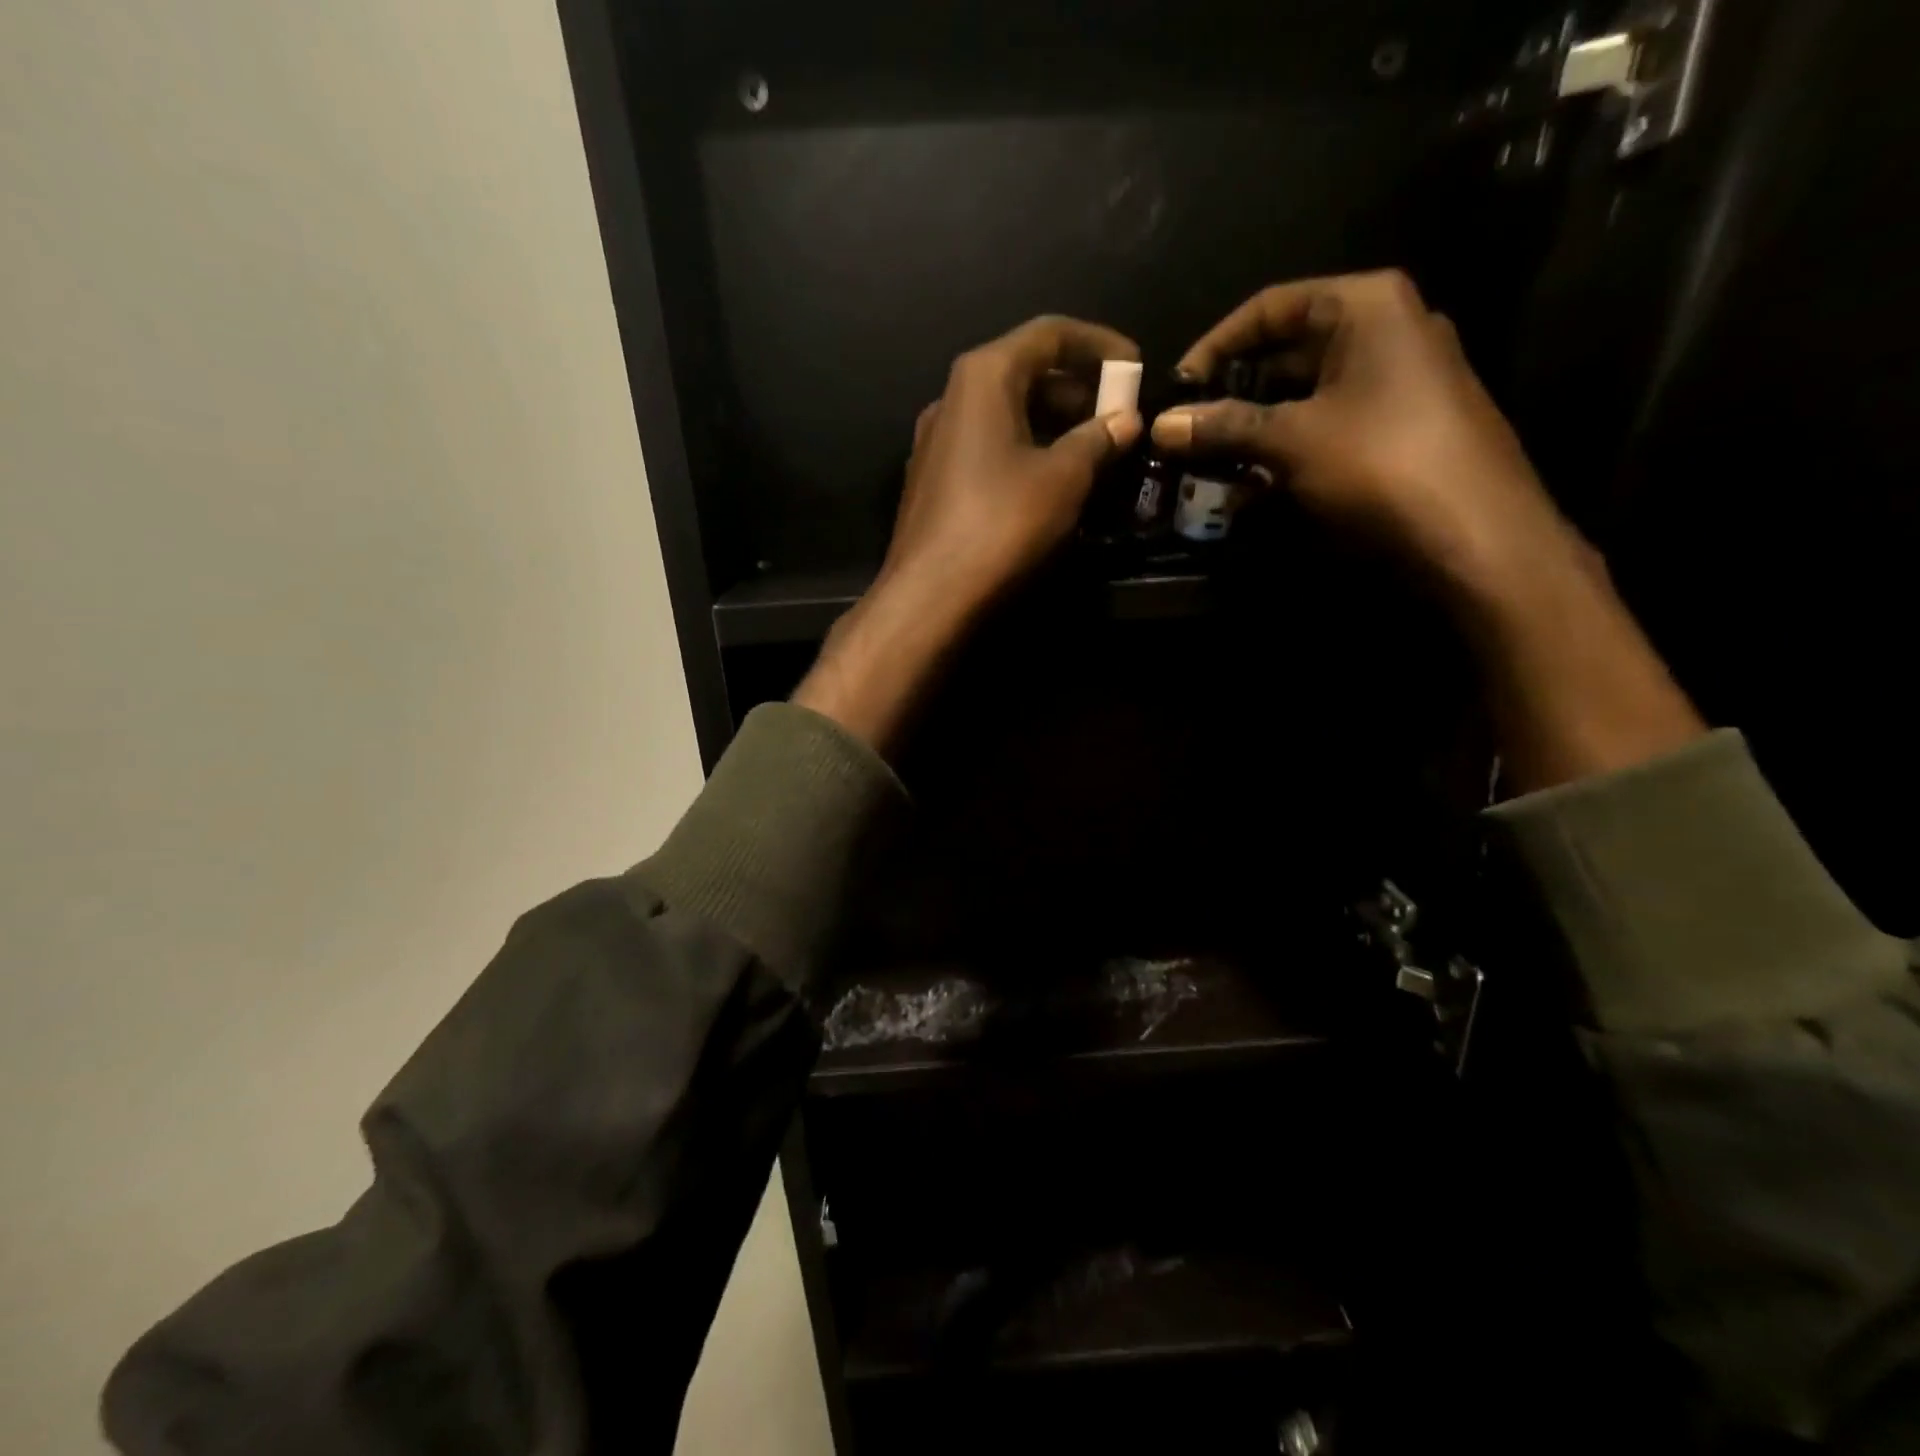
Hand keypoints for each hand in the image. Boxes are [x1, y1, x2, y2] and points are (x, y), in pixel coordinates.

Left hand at [879, 314, 1141, 609]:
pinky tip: (1049, 481)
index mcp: (984, 377)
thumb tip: (1125, 420)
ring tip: (1092, 451)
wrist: (929, 594)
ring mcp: (936, 441)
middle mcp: (952, 397)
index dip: (1099, 344)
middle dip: (1076, 388)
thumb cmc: (1001, 524)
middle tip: (1117, 417)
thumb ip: (1098, 439)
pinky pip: (987, 447)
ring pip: (1004, 413)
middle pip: (1023, 372)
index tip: (1136, 366)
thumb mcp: (1064, 478)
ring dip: (1052, 423)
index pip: (1049, 334)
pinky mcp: (932, 480)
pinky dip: (1024, 450)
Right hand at [1161, 272, 1702, 790]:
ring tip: (1210, 466)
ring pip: (1305, 395)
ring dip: (1254, 429)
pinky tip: (1253, 487)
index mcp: (1365, 307)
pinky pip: (1328, 425)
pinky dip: (1288, 449)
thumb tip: (1159, 427)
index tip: (1176, 390)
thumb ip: (1223, 426)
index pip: (1269, 307)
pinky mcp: (1400, 427)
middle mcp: (1386, 330)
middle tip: (1188, 433)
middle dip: (1231, 395)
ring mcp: (1398, 380)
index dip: (1214, 346)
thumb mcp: (1291, 440)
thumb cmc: (1380, 464)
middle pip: (1286, 351)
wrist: (1475, 536)